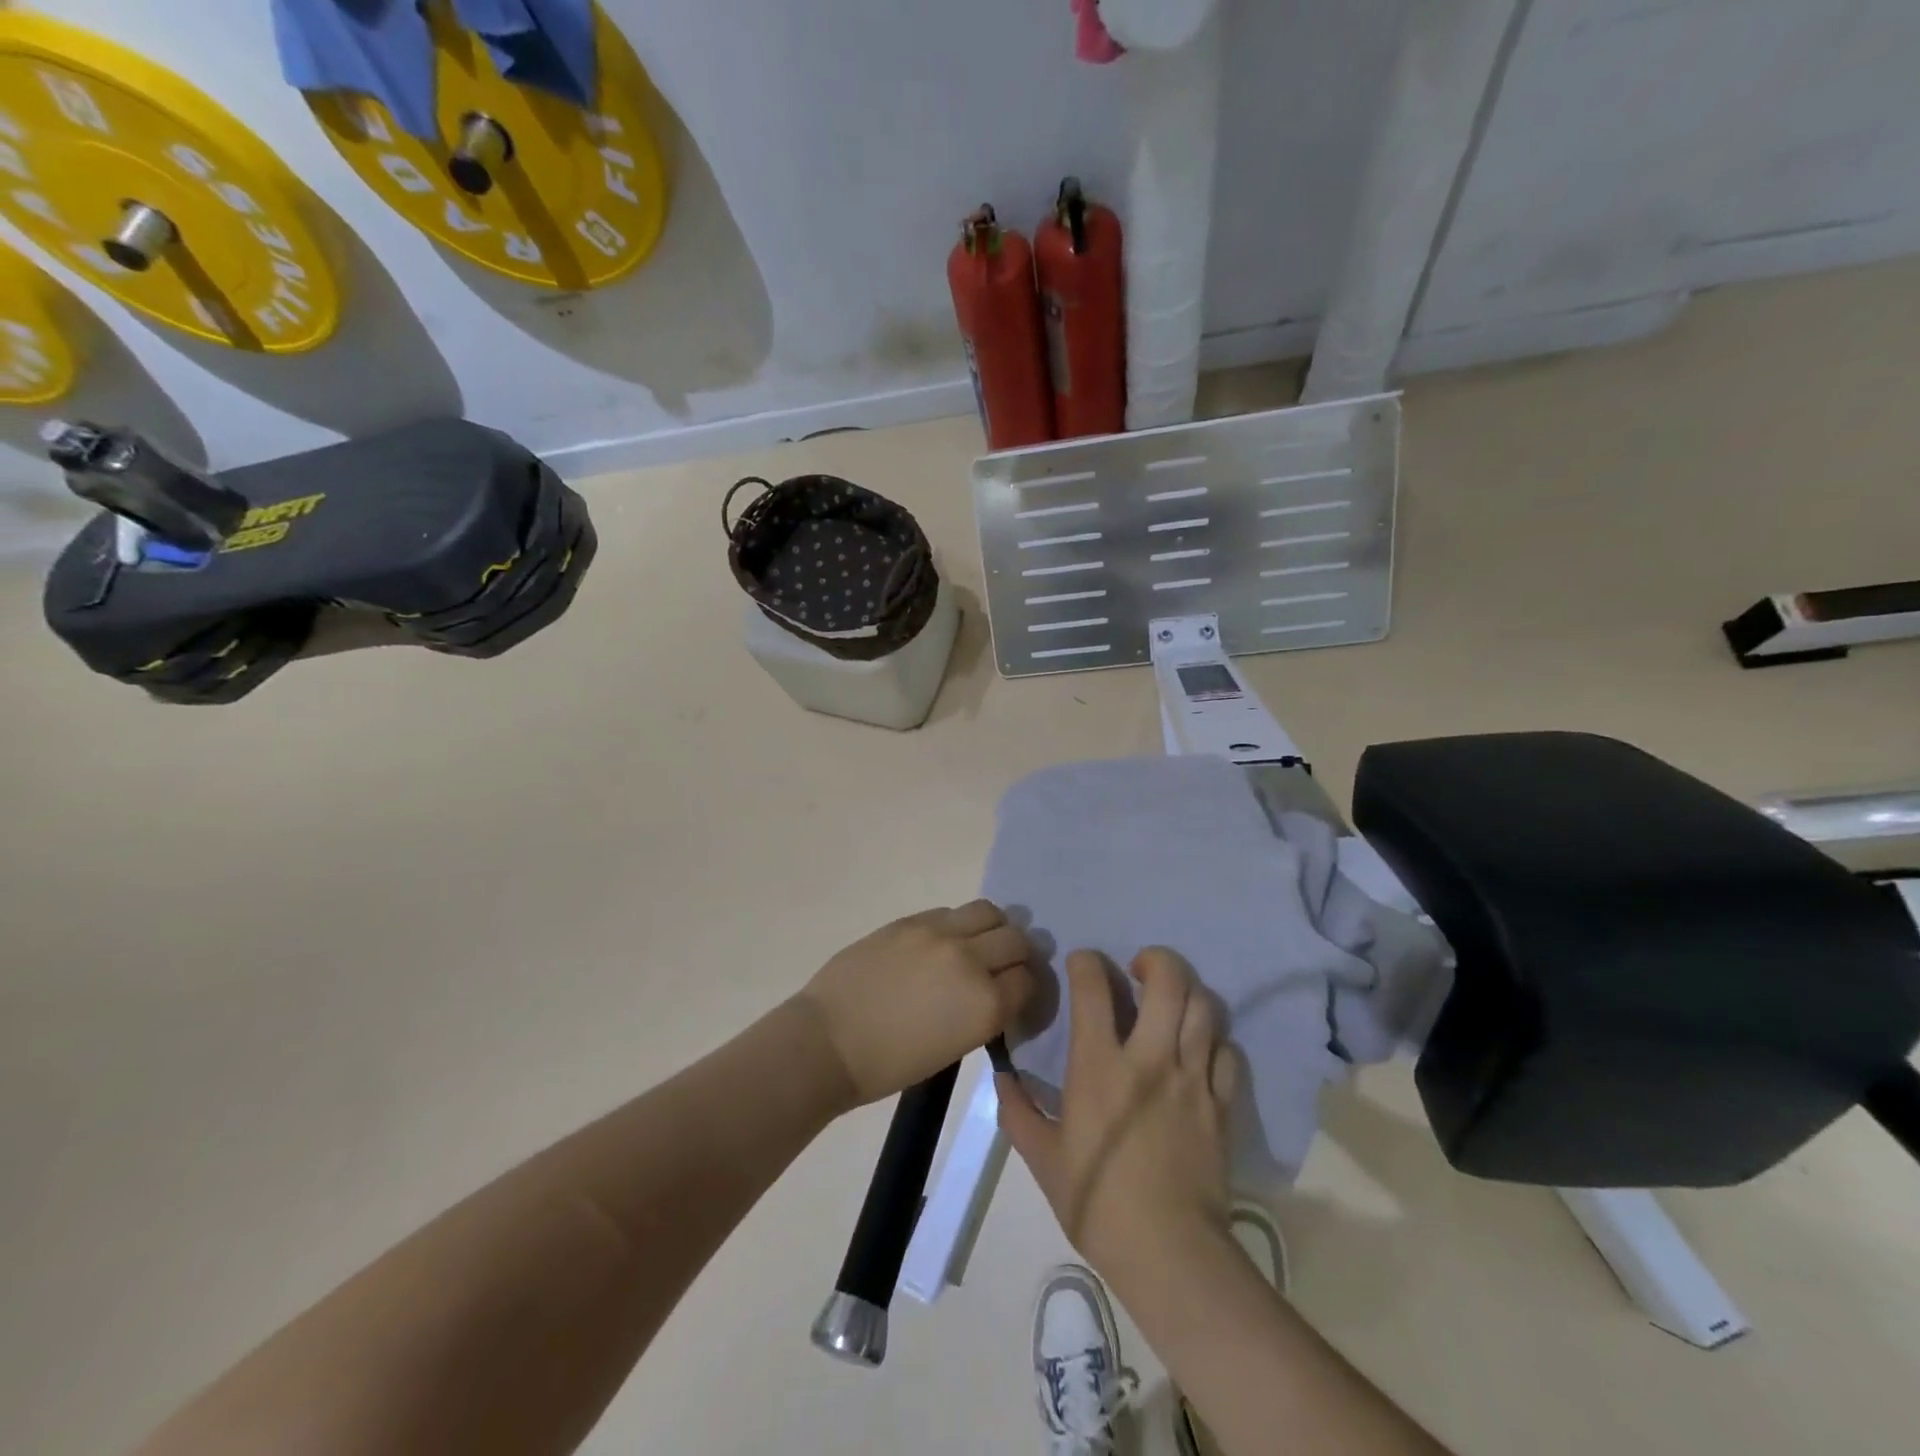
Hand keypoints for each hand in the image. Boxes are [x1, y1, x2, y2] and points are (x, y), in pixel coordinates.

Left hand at [797, 901, 1035, 1106]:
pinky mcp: (911, 920)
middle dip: (1017, 955)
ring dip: (993, 928)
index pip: (1029, 981)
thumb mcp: (954, 1048)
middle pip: (1017, 940)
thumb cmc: (890, 1065)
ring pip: (989, 912)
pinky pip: (950, 912)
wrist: (829, 1042)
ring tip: (978, 944)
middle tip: (1003, 967)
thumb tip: (996, 991)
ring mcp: (939, 933)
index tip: (1018, 994)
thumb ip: (984, 1012)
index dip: (1026, 988)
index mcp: (986, 1003)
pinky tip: (943, 942)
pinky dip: (957, 925)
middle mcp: (971, 960)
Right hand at [998, 947, 1236, 1278]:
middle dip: (1155, 959)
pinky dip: (1214, 1040)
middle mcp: (1149, 1058)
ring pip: (1203, 1007)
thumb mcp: (1042, 1159)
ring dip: (1187, 992)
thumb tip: (1001, 1079)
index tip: (1081, 964)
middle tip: (1140, 968)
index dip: (1086, 962)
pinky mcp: (1221, 1103)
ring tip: (1172, 1002)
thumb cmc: (1097, 1202)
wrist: (1169, 1253)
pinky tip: (1199, 1050)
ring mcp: (1191, 1078)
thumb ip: (1018, 1112)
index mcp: (1099, 1065)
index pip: (1093, 986)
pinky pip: (1227, 1052)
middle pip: (1167, 980)